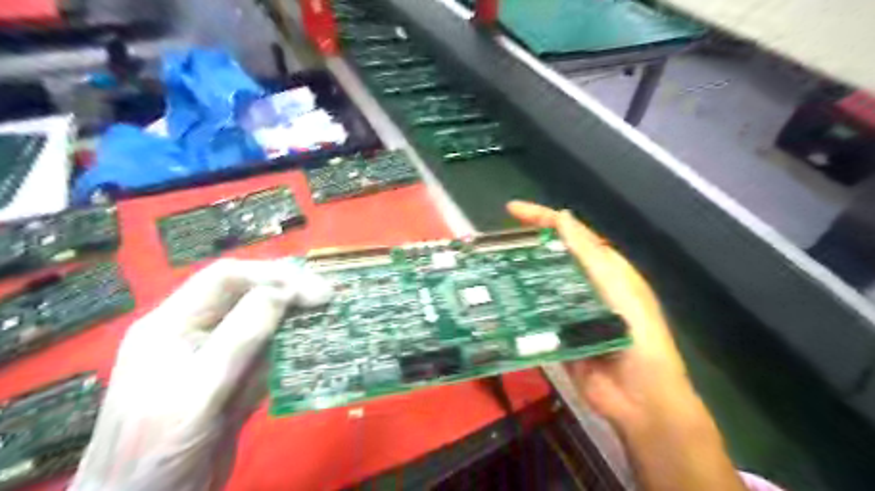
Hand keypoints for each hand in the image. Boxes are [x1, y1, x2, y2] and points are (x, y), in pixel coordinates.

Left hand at [68, 260, 331, 490]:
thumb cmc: (156, 450)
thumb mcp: (197, 391)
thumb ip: (239, 338)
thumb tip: (284, 291)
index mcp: (173, 324)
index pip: (226, 279)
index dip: (272, 276)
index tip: (315, 291)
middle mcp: (198, 332)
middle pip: (248, 295)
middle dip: (289, 291)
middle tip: (329, 298)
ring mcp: (221, 356)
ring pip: (264, 323)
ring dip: (297, 318)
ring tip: (331, 315)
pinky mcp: (239, 380)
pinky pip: (271, 354)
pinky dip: (295, 348)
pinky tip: (316, 344)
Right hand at [507, 199, 690, 425]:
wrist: (641, 401)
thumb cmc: (639, 340)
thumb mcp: (618, 291)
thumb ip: (591, 256)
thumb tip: (563, 218)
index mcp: (604, 270)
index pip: (571, 235)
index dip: (543, 218)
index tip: (512, 210)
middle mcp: (585, 286)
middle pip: (551, 258)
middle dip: (524, 247)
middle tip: (492, 244)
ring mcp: (569, 311)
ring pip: (539, 286)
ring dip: (517, 276)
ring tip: (487, 269)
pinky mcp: (557, 334)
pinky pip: (534, 316)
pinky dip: (518, 308)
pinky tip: (497, 304)